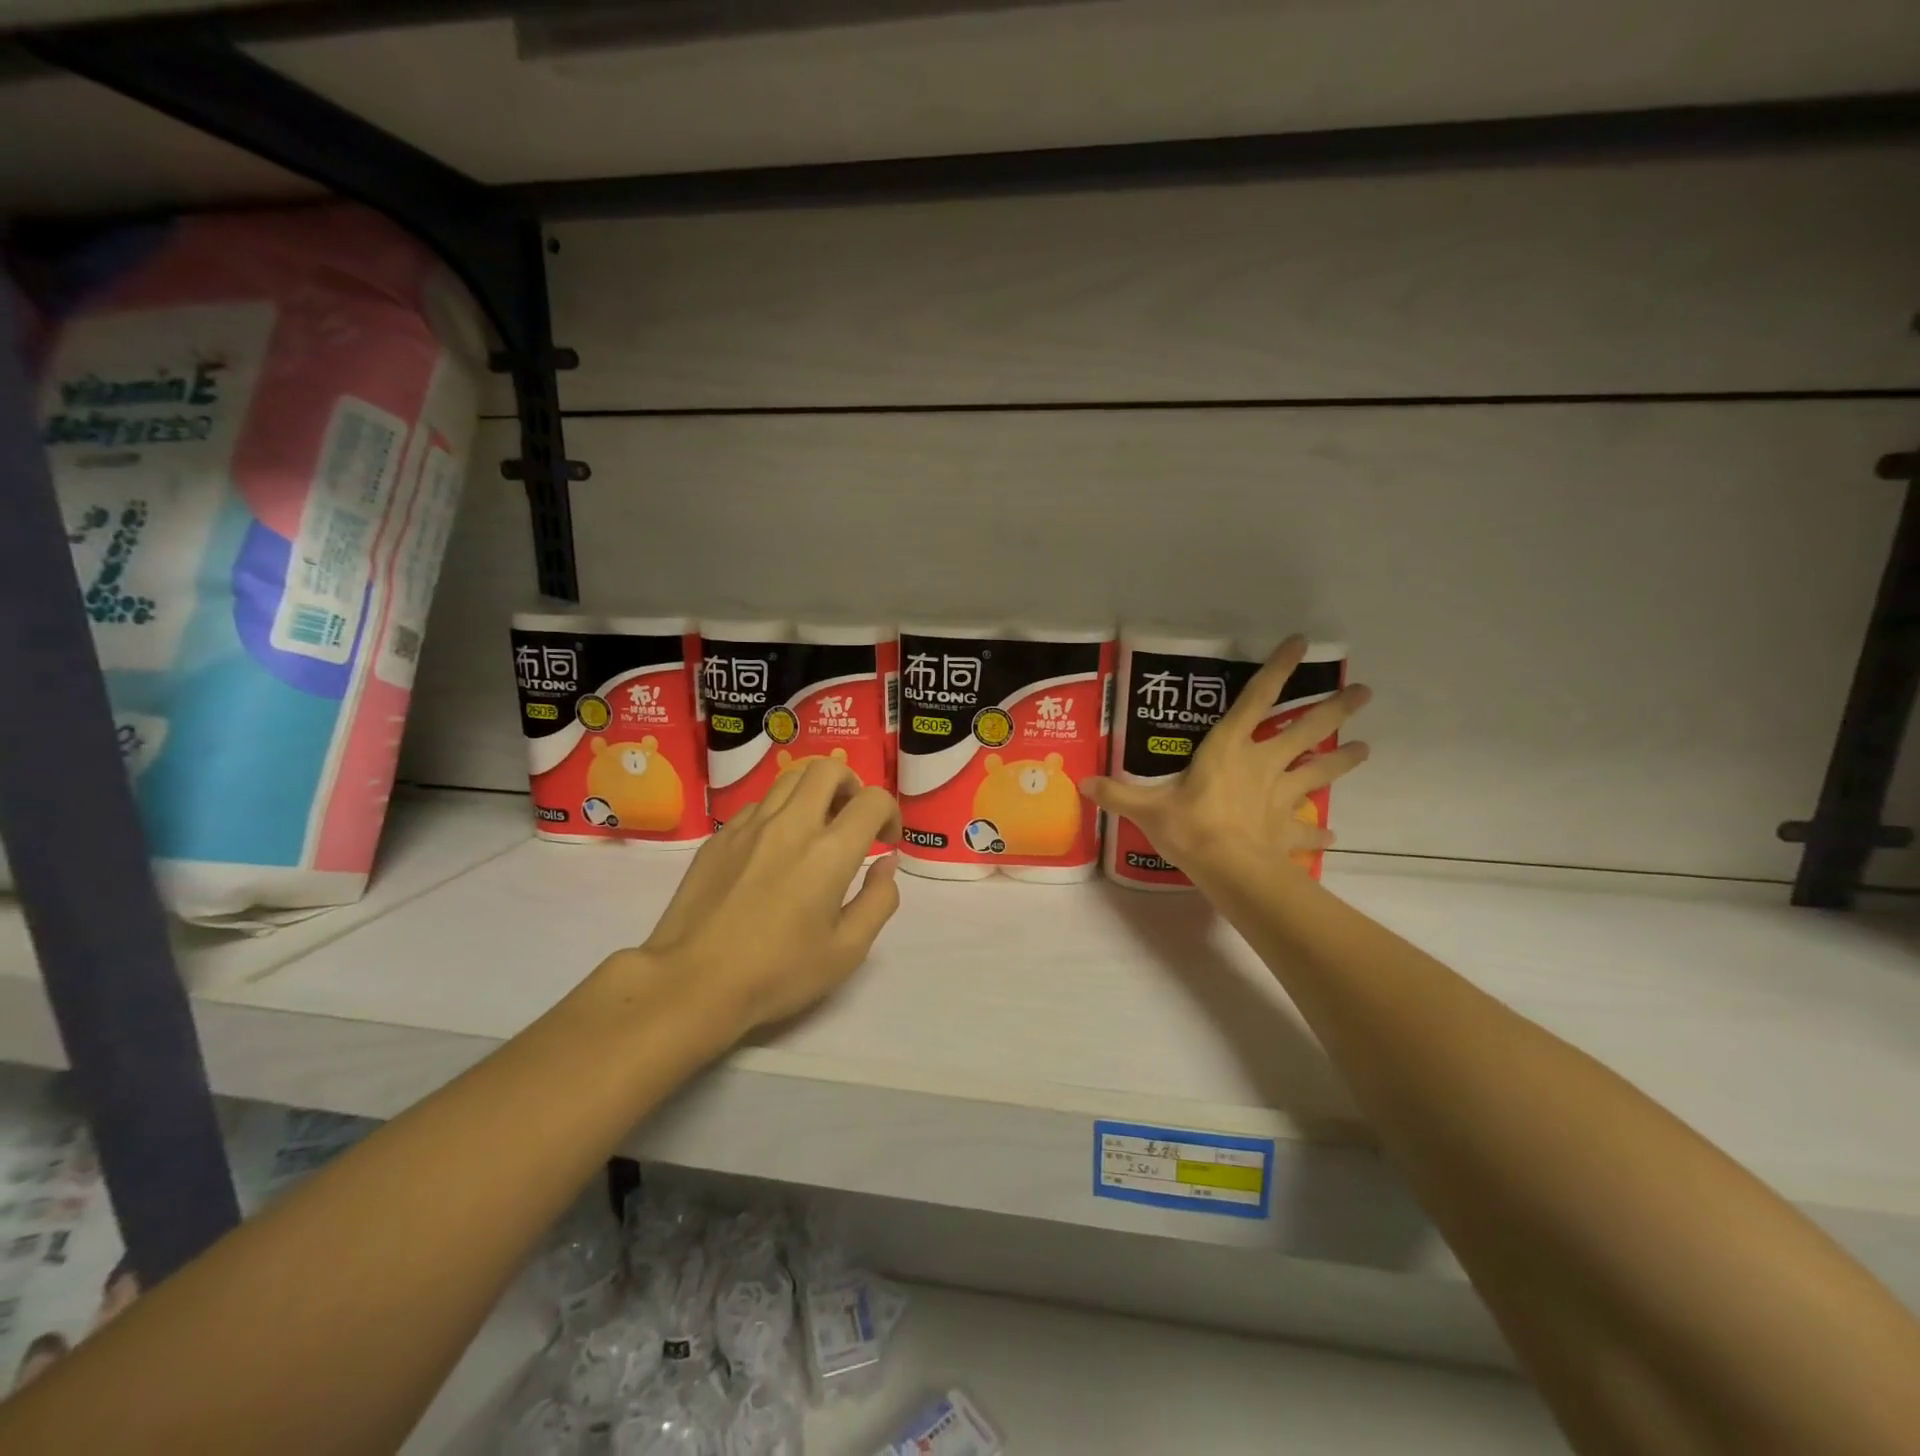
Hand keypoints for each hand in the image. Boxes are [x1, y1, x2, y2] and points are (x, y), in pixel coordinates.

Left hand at [628, 758, 901, 1039]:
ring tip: (816, 828)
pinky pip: (758, 805)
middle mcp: (791, 825)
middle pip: (828, 769)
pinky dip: (779, 813)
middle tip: (852, 820)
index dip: (890, 813)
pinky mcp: (719, 837)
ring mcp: (749, 826)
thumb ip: (879, 900)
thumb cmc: (777, 973)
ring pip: (789, 779)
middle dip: (852, 785)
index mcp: (829, 853)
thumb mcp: (847, 951)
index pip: (872, 800)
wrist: (691, 983)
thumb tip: (885, 863)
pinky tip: (775, 849)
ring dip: (814, 793)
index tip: (885, 842)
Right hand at [1081, 635, 1371, 876]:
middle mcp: (1262, 764)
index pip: (1256, 700)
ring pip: (1318, 772)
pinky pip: (1306, 831)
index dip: (1278, 669)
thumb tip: (1084, 783)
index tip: (1301, 642)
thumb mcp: (1145, 808)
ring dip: (1342, 761)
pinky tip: (1331, 835)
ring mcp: (1280, 797)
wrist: (1230, 870)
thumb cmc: (1190, 827)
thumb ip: (1117, 793)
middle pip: (1305, 730)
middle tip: (1364, 693)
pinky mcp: (1287, 830)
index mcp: (1229, 749)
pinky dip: (1318, 834)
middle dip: (1335, 710)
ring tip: (1366, 749)